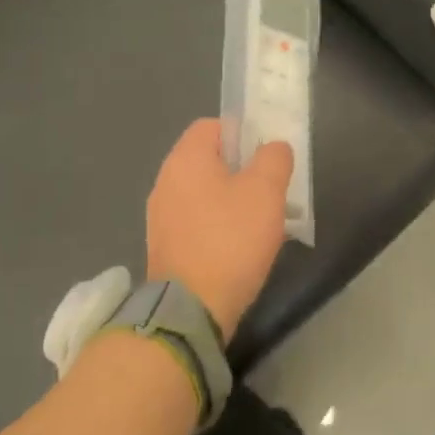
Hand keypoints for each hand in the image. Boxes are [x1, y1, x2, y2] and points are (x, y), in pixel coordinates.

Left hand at [146, 119, 293, 338]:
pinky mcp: (164, 247)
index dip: (243, 134)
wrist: (191, 309)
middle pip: (208, 161)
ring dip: (231, 202)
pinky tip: (239, 249)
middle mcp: (165, 181)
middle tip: (270, 192)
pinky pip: (196, 223)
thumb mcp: (266, 192)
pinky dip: (217, 228)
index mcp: (185, 159)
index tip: (267, 158)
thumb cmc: (230, 240)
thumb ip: (274, 159)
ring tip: (260, 224)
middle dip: (242, 172)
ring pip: (204, 194)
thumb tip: (273, 148)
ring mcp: (160, 217)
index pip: (212, 126)